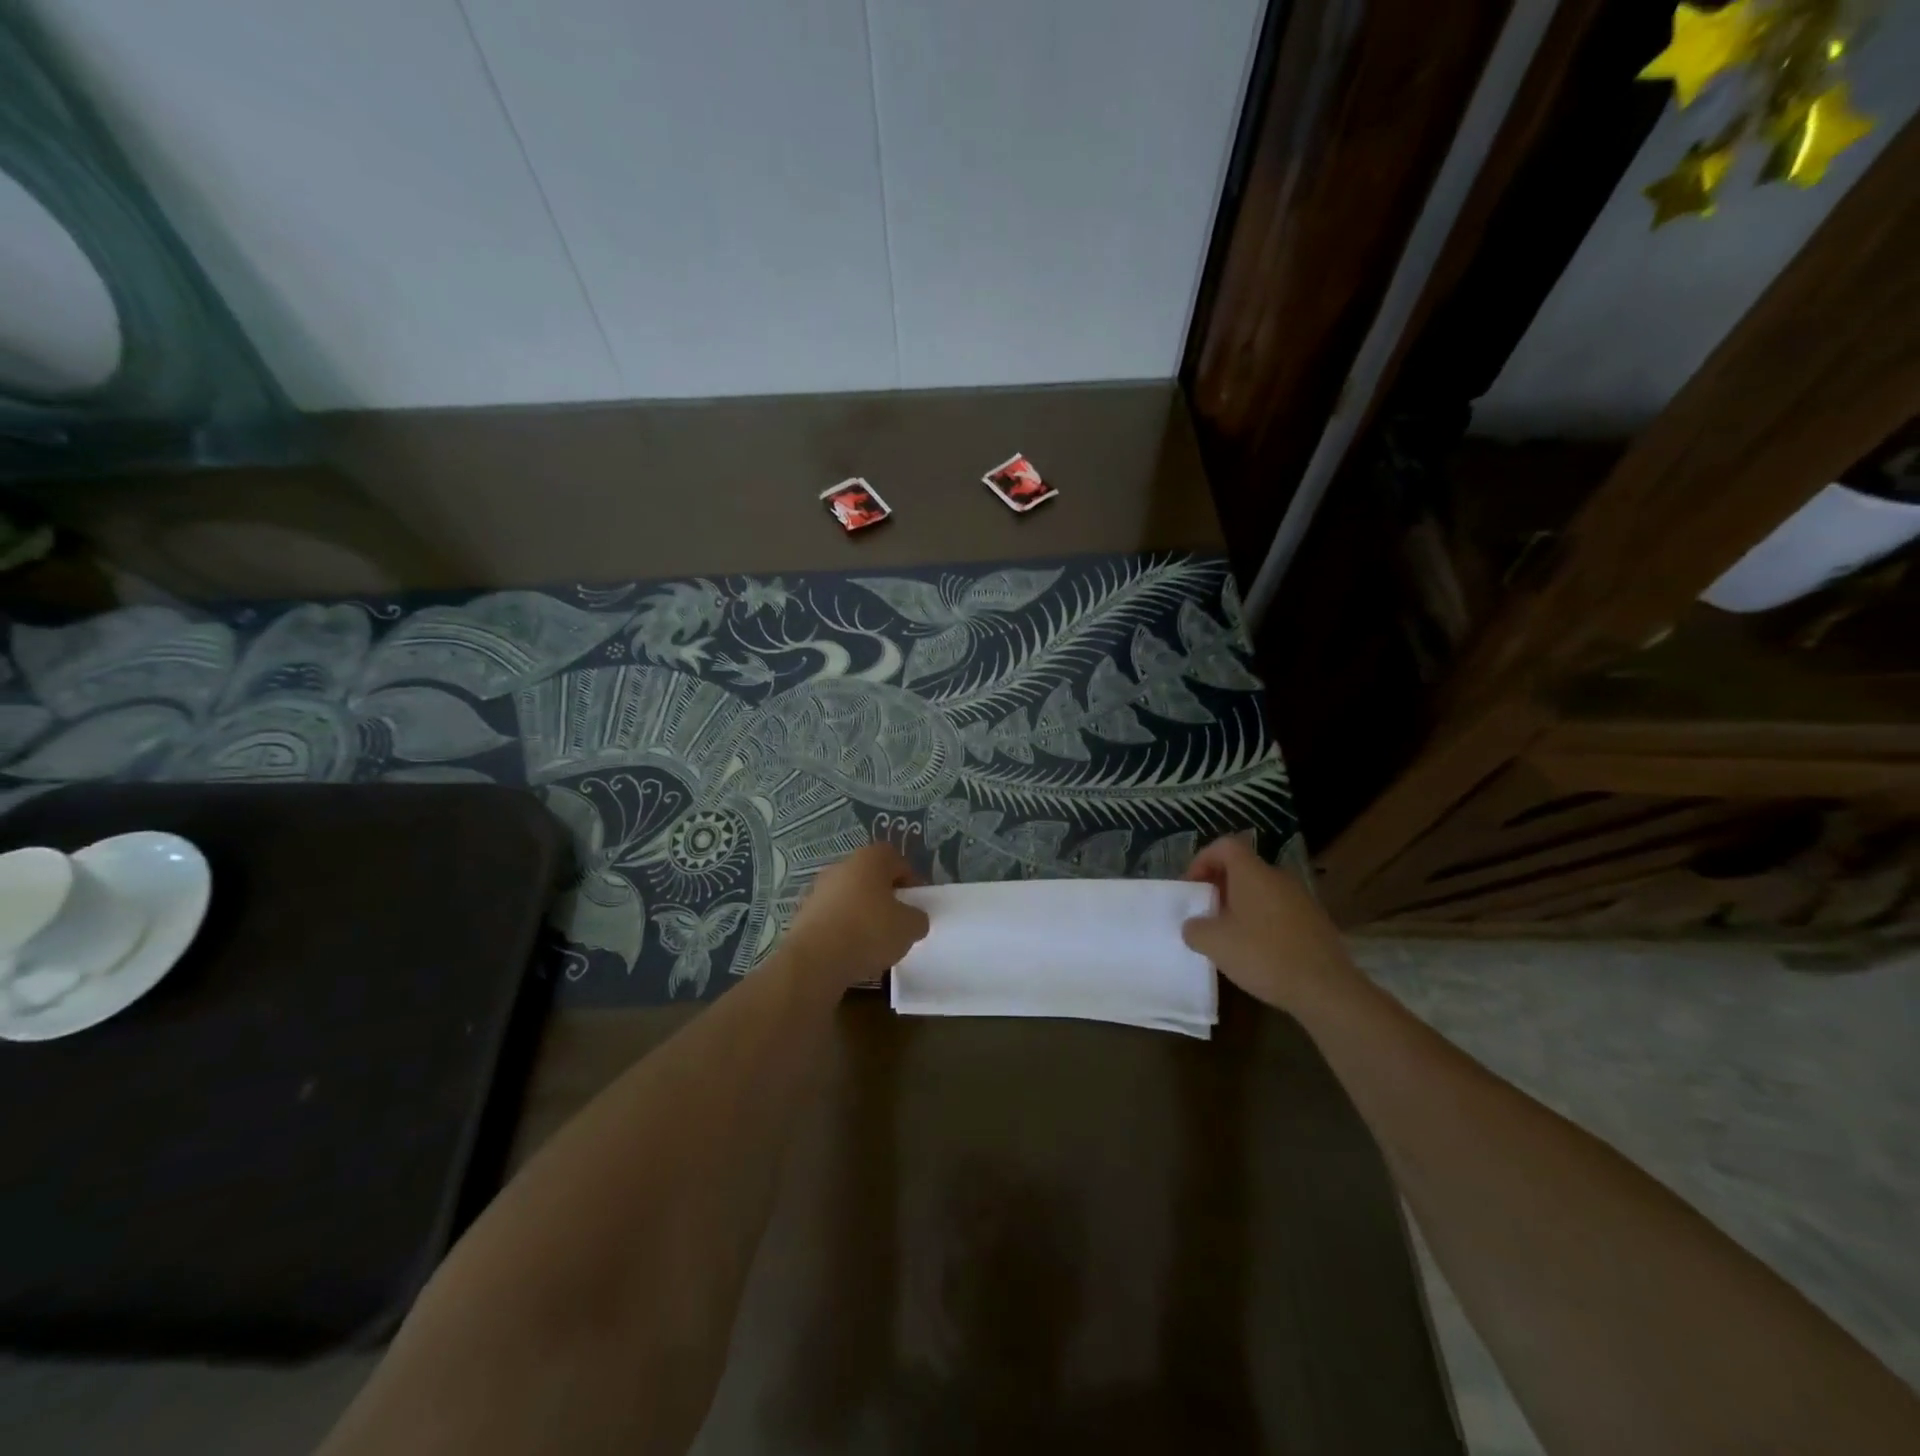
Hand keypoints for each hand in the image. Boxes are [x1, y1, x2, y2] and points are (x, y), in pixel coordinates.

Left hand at [783, 842, 929, 990]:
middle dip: (885, 897)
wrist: (815, 960)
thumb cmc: (869, 931)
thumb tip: (912, 919)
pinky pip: (833, 917)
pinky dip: (843, 930)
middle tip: (896, 922)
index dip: (910, 879)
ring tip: (874, 942)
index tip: (915, 903)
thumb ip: (918, 918)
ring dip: (863, 914)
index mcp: (869, 859)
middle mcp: (841, 867)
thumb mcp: (910, 927)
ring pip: (850, 897)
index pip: (896, 859)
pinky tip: (851, 952)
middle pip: (871, 877)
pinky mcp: (804, 914)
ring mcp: (819, 890)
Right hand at [1181, 836, 1359, 1017]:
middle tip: (1205, 913)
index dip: (1202, 860)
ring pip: (1261, 892)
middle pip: (1242, 869)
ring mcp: (1301, 899)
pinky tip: (1257, 952)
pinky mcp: (1315, 922)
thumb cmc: (1264, 955)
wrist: (1327, 989)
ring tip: (1228, 936)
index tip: (1192, 888)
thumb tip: (1194, 925)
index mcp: (1253, 873)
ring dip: (1240, 906)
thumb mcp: (1214, 943)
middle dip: (1219, 887)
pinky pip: (1278, 911)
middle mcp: (1279, 877)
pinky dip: (1261, 922)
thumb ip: (1194, 928)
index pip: (1224, 845)